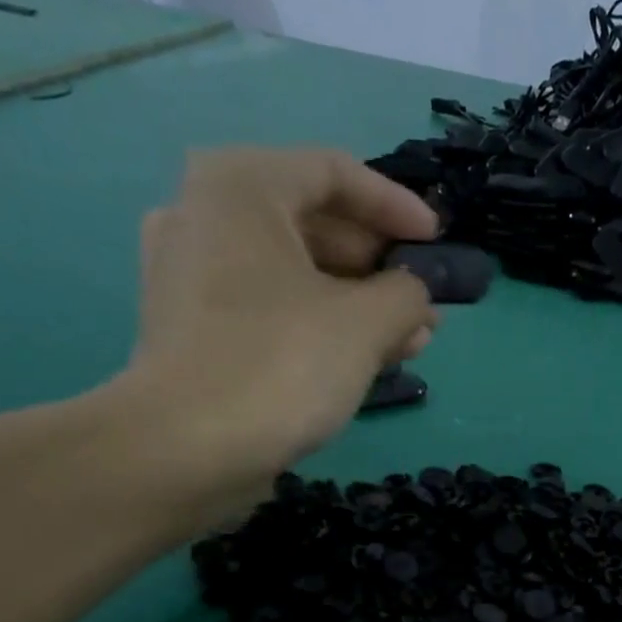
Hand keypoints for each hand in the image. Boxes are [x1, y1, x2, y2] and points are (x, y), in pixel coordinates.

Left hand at [102, 146, 439, 522]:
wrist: (185, 449)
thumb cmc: (280, 364)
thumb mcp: (366, 323)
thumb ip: (407, 294)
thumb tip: (414, 295)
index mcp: (240, 186)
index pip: (334, 173)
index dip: (396, 207)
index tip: (436, 242)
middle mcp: (205, 216)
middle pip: (312, 224)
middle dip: (379, 267)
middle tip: (423, 305)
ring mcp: (190, 276)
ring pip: (293, 274)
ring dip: (357, 304)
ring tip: (408, 342)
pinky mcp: (192, 330)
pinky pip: (269, 309)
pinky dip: (317, 326)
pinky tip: (359, 362)